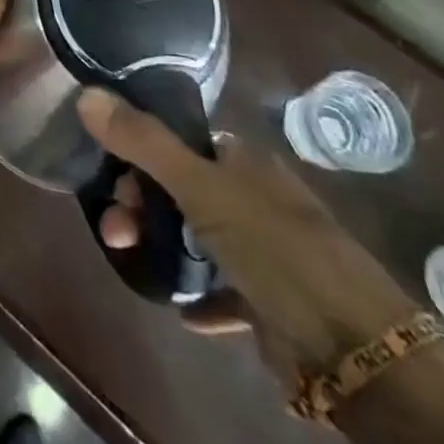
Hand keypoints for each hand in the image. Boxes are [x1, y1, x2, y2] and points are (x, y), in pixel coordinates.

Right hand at [78, 89, 415, 376]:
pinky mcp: (269, 300)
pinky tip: (180, 309)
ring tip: (131, 262)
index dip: (140, 153)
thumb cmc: (275, 248)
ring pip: (195, 237)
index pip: (178, 141)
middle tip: (115, 230)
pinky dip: (197, 296)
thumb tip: (87, 93)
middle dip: (141, 205)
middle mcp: (252, 196)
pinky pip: (220, 290)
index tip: (112, 178)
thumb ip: (144, 142)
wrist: (356, 351)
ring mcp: (262, 249)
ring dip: (160, 247)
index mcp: (242, 159)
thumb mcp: (202, 187)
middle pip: (180, 189)